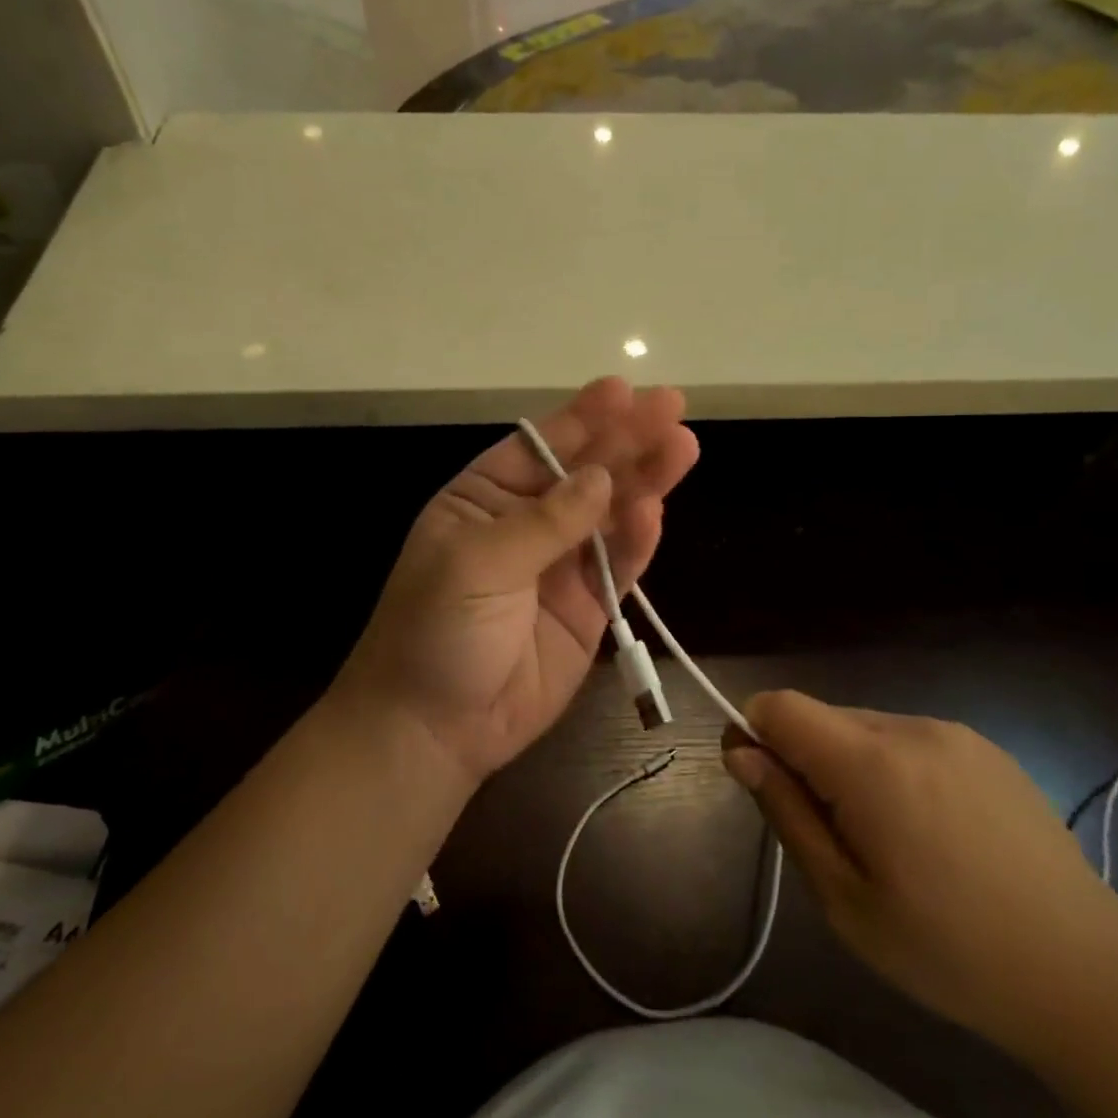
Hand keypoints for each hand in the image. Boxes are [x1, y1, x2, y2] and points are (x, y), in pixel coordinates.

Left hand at [332, 378, 698, 784]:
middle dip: (625, 440)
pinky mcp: (588, 609)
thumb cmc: (436, 630)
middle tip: (672, 407)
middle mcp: (525, 523)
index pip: (538, 447)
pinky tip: (656, 511)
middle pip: (584, 473)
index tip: (622, 390)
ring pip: (610, 514)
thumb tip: (601, 479)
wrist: (435, 728)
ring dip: (645, 481)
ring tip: (682, 447)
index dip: (581, 418)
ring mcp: (560, 566)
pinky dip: (638, 540)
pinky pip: (619, 566)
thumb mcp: (477, 563)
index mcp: (483, 499)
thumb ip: (544, 520)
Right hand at [723, 691, 1117, 1051]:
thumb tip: (740, 752)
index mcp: (871, 764)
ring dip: (850, 765)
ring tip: (889, 840)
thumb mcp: (844, 899)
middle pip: (822, 717)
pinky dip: (893, 768)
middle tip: (832, 837)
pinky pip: (908, 739)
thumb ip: (787, 813)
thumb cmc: (949, 951)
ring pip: (864, 727)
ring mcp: (953, 733)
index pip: (780, 705)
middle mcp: (910, 728)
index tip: (759, 781)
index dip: (754, 731)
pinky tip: (931, 829)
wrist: (1087, 972)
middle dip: (805, 760)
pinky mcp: (984, 747)